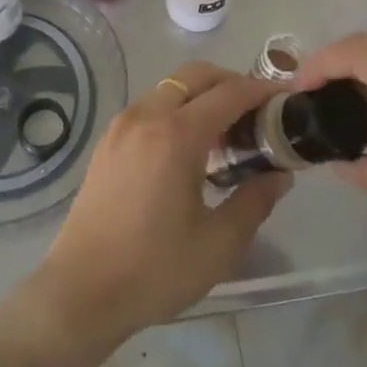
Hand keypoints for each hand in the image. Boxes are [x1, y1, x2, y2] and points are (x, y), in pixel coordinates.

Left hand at [27, 63, 290, 351]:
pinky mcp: (107, 142)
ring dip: (201, 95)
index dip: (261, 91)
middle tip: (257, 112)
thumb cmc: (154, 270)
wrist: (81, 291)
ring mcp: (121, 126)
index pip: (228, 93)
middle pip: (194, 76)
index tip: (285, 100)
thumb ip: (255, 201)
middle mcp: (145, 116)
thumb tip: (279, 174)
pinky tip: (189, 147)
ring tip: (227, 132)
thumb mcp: (219, 244)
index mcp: (175, 135)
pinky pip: (150, 107)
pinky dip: (176, 109)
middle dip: (230, 82)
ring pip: (169, 88)